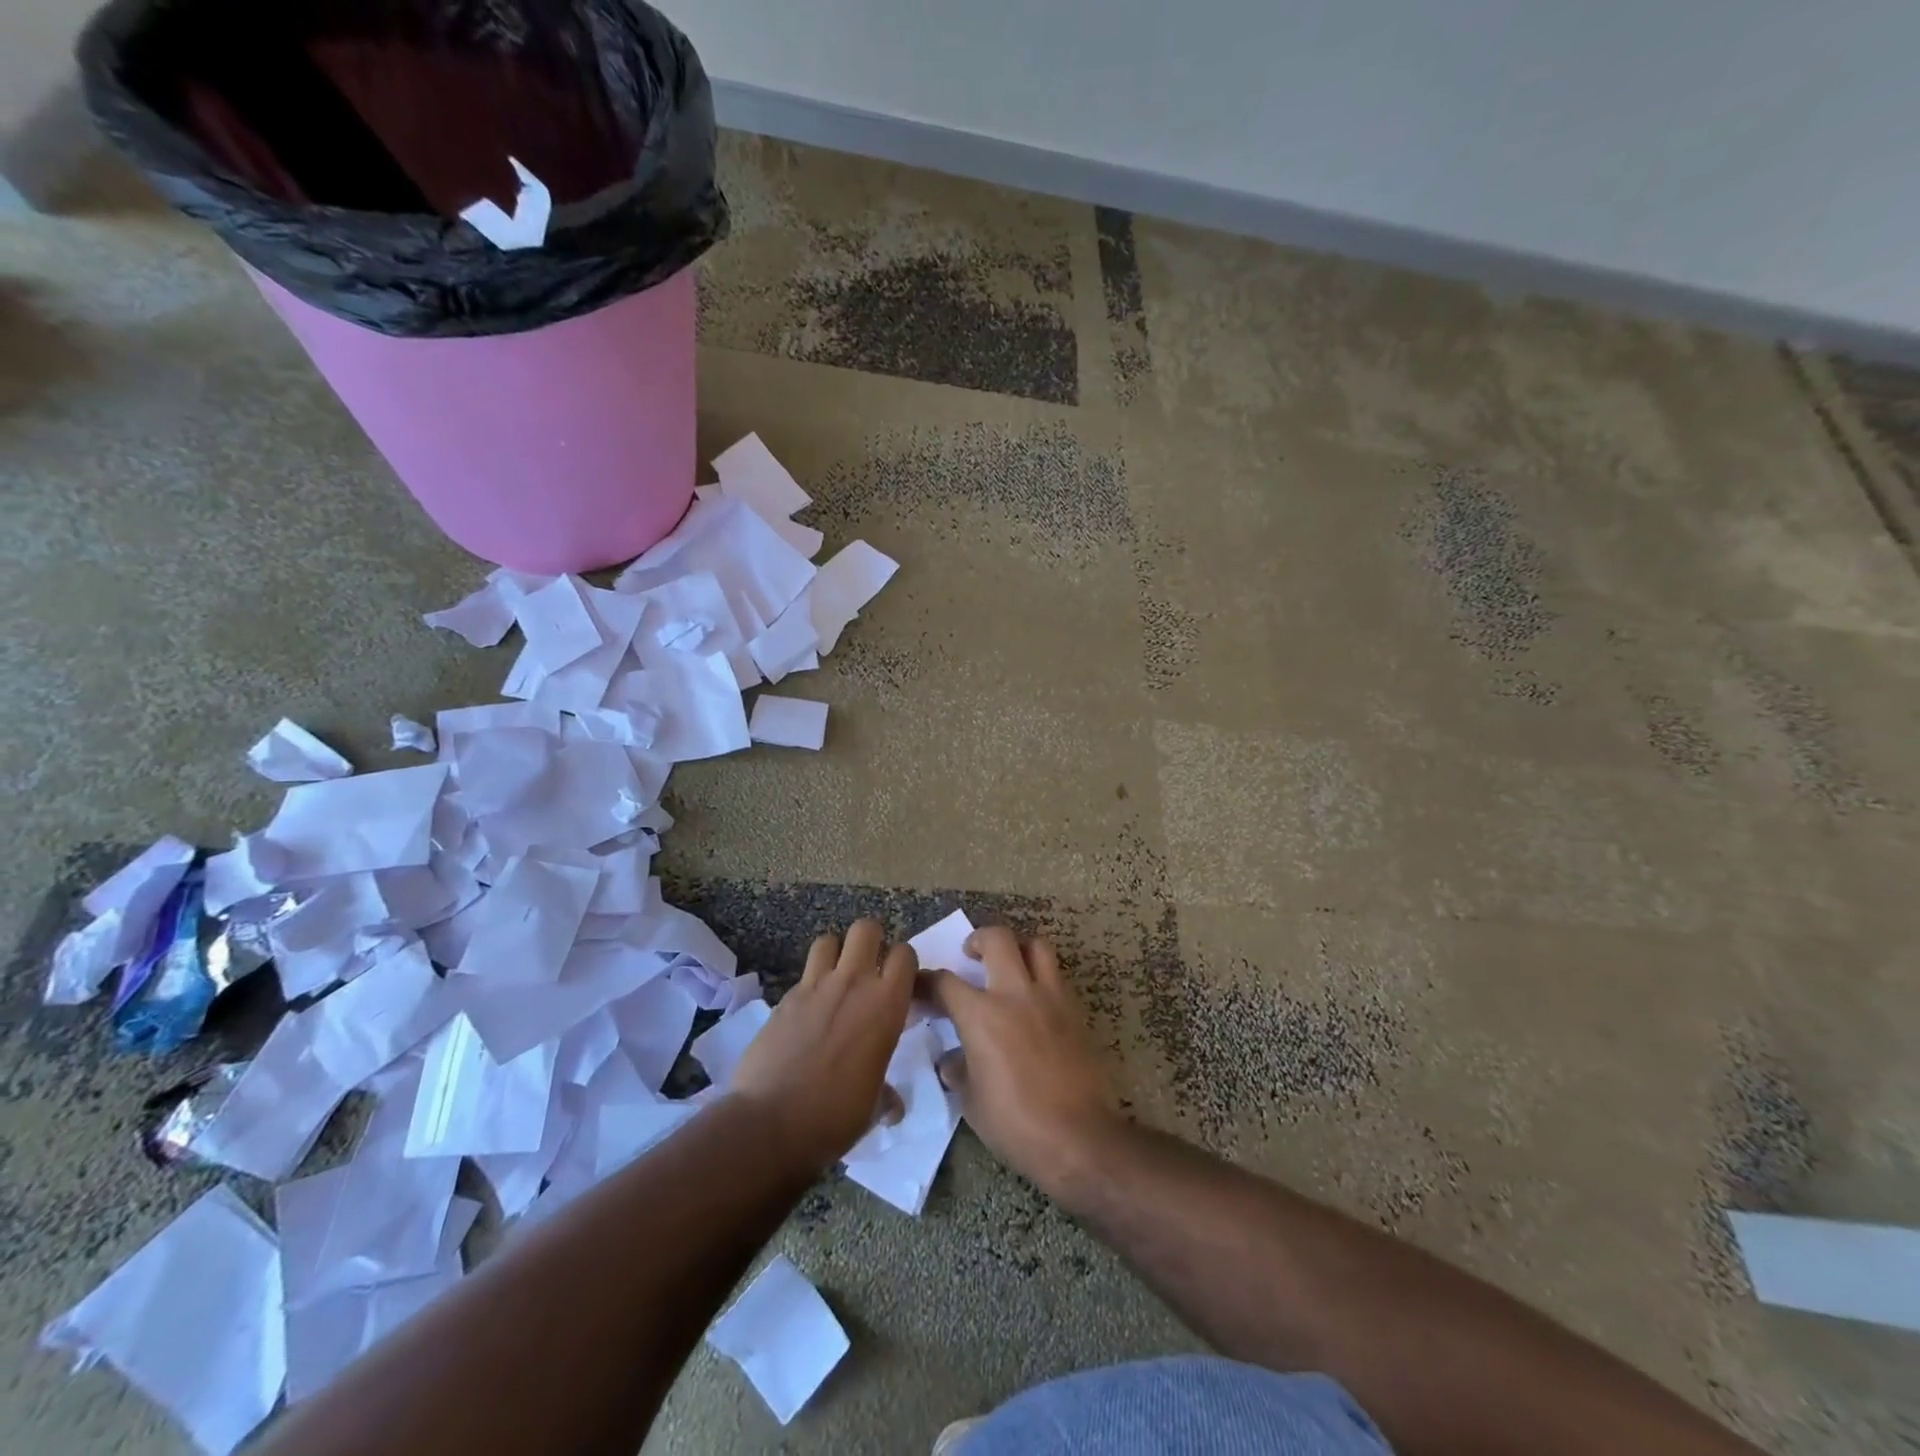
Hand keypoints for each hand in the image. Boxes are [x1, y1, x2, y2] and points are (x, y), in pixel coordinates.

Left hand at [730, 919, 915, 1173]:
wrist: (770, 1122)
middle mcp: (853, 984)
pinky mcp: (784, 998)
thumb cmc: (835, 1116)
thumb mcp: (873, 1108)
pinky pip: (803, 975)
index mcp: (886, 1005)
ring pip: (829, 940)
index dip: (904, 964)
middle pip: (867, 928)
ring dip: (836, 953)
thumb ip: (886, 1095)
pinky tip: (808, 1012)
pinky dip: (810, 985)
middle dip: (871, 941)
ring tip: (836, 979)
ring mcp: (815, 986)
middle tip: (869, 969)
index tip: (901, 984)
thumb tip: (893, 1104)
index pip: (905, 955)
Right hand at [922, 927, 1122, 1201]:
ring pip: (1036, 946)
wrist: (1079, 1137)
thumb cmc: (1016, 1125)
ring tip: (1009, 966)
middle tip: (970, 955)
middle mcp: (1014, 994)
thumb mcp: (972, 1103)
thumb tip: (953, 1060)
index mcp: (981, 1015)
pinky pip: (1056, 976)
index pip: (944, 981)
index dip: (926, 981)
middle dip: (978, 939)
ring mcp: (1050, 998)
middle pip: (997, 939)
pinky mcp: (1075, 1011)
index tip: (920, 987)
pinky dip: (1041, 976)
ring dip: (1018, 948)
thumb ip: (959, 1071)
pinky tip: (1034, 1000)